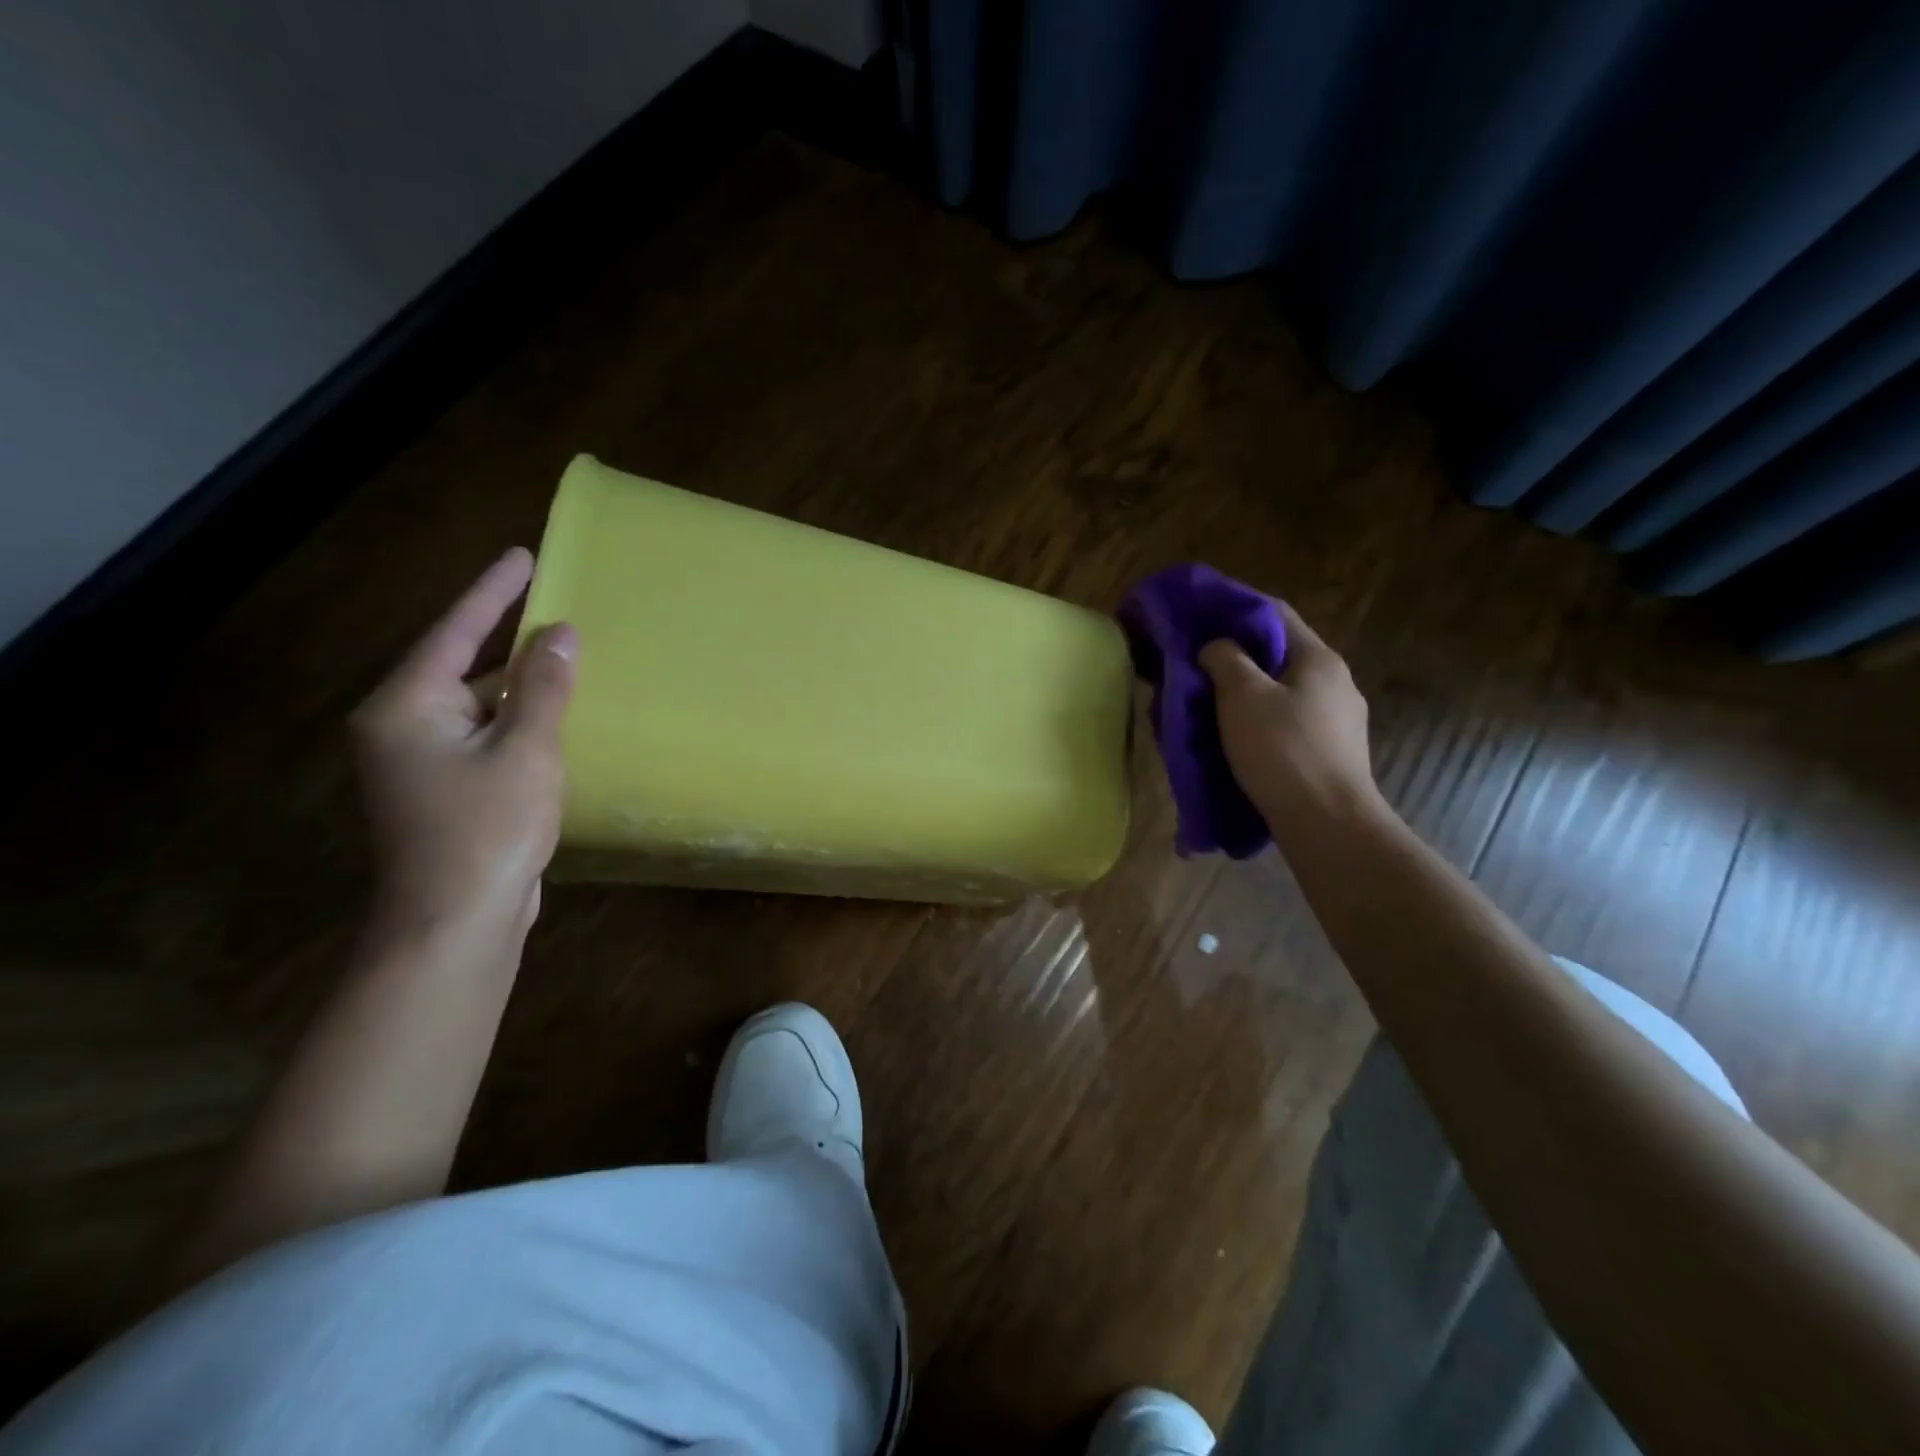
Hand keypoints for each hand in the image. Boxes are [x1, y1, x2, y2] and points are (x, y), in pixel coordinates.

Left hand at [348, 548, 576, 951]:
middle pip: (463, 666)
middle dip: (509, 638)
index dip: (492, 592)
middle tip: (555, 604)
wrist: (456, 924)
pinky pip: (487, 737)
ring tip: (567, 656)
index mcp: (406, 708)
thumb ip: (543, 689)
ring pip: (479, 705)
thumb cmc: (487, 830)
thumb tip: (560, 633)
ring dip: (521, 685)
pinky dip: (521, 722)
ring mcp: (422, 764)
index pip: (454, 633)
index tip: (524, 555)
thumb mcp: (526, 751)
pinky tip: (557, 717)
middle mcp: (402, 728)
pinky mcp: (446, 792)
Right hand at [1199, 602, 1380, 825]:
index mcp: (1318, 659)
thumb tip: (1216, 647)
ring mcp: (1338, 720)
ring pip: (1280, 693)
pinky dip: (1258, 722)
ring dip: (1243, 695)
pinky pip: (1287, 723)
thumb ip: (1225, 659)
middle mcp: (1335, 682)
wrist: (1328, 823)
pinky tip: (1235, 740)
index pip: (1274, 614)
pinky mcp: (1331, 752)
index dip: (1233, 610)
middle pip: (1277, 656)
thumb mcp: (1242, 696)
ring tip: (1208, 708)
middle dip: (1234, 659)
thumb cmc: (1282, 750)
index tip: (1197, 619)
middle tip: (1195, 669)